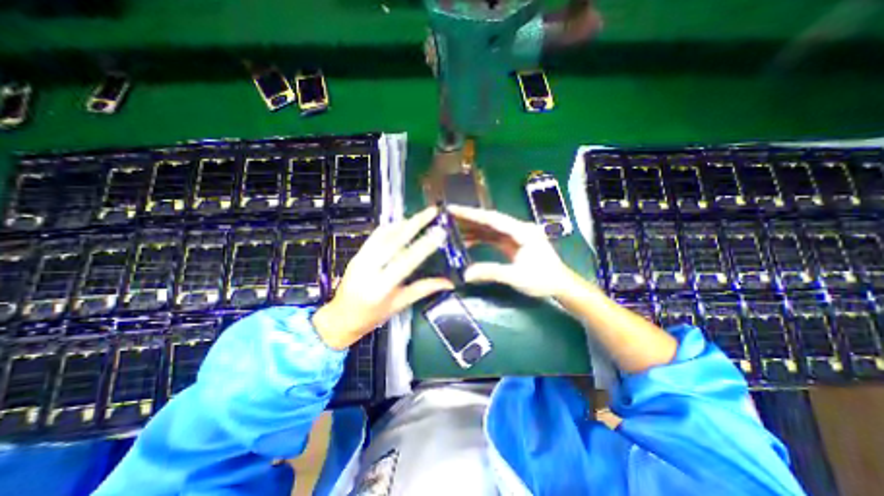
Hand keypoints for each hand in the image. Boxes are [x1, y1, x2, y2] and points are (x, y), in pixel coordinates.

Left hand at [310, 207, 451, 350]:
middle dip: (415, 223)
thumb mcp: (400, 304)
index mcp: (380, 287)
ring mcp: (360, 259)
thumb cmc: (372, 317)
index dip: (424, 246)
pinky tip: (402, 224)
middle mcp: (368, 269)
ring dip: (404, 223)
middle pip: (394, 240)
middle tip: (431, 212)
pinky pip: (375, 236)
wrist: (340, 318)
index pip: (406, 262)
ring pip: (384, 234)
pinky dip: (390, 227)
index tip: (439, 233)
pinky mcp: (357, 254)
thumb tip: (448, 282)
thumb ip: (424, 289)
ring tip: (421, 216)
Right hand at [449, 206, 573, 297]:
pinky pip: (492, 237)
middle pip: (489, 220)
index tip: (453, 209)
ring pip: (489, 228)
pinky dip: (479, 238)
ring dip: (472, 228)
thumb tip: (465, 274)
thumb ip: (491, 272)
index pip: (492, 219)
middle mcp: (518, 229)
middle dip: (468, 218)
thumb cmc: (543, 279)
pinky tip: (466, 241)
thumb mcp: (516, 277)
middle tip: (447, 216)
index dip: (471, 214)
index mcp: (522, 231)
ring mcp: (515, 235)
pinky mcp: (512, 243)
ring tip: (452, 228)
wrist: (560, 285)